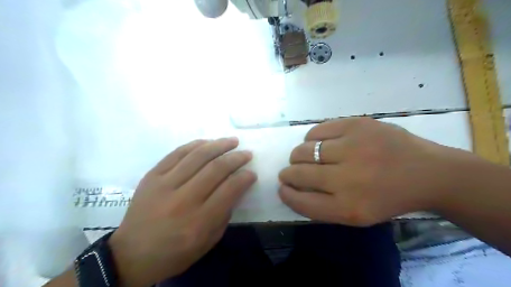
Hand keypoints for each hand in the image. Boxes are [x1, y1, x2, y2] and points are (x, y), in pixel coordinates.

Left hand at [110, 138, 257, 284]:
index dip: (245, 177)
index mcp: (199, 221)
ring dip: (219, 145)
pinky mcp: (152, 176)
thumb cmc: (175, 253)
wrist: (131, 255)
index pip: (229, 190)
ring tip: (232, 141)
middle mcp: (183, 199)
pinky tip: (207, 142)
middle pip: (216, 169)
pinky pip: (176, 153)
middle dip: (236, 158)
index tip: (252, 172)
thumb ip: (225, 214)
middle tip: (247, 153)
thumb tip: (236, 188)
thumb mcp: (208, 242)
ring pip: (197, 157)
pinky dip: (195, 145)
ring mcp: (165, 185)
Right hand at [278, 117, 467, 225]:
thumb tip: (292, 187)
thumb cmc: (388, 197)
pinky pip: (317, 130)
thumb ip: (322, 206)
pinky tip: (319, 142)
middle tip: (290, 171)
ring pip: (304, 150)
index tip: (282, 188)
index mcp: (349, 207)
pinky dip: (311, 138)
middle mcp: (347, 178)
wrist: (427, 172)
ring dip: (298, 155)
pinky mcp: (356, 125)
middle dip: (288, 173)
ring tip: (304, 156)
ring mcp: (352, 147)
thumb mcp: (357, 215)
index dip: (287, 194)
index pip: (302, 201)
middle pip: (299, 173)